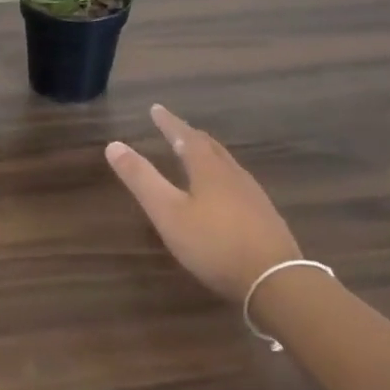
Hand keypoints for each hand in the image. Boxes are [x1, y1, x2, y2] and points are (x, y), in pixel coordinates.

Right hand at [106, 104, 301, 303]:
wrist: (276, 281)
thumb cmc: (214, 244)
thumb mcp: (168, 213)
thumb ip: (141, 179)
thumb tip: (113, 145)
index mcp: (209, 170)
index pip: (186, 136)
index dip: (168, 122)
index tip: (155, 108)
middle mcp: (233, 175)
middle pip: (210, 147)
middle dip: (189, 135)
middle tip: (174, 129)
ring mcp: (253, 196)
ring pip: (226, 165)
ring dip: (207, 155)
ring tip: (194, 155)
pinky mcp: (264, 217)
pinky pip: (237, 183)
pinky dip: (220, 176)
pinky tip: (221, 193)